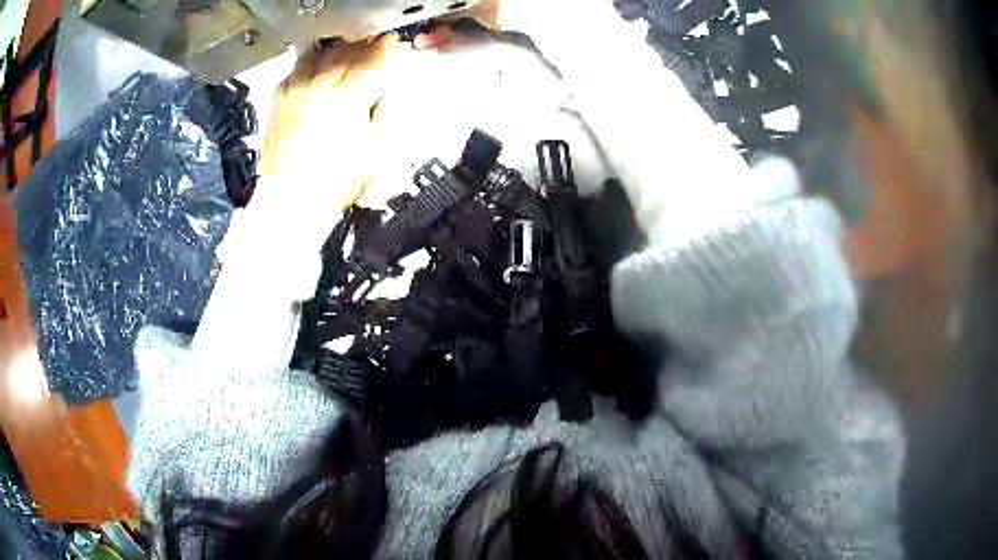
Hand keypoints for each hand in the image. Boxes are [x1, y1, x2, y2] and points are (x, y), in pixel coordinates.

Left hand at [261, 36, 400, 210]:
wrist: (291, 201)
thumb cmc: (337, 181)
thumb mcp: (374, 151)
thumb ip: (383, 113)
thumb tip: (385, 88)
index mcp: (347, 102)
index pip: (371, 63)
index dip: (385, 50)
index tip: (393, 42)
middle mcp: (320, 89)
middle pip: (346, 53)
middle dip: (363, 44)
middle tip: (373, 43)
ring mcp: (296, 93)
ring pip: (319, 55)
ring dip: (336, 48)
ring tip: (345, 50)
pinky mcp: (279, 101)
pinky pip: (294, 70)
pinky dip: (309, 63)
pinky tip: (316, 68)